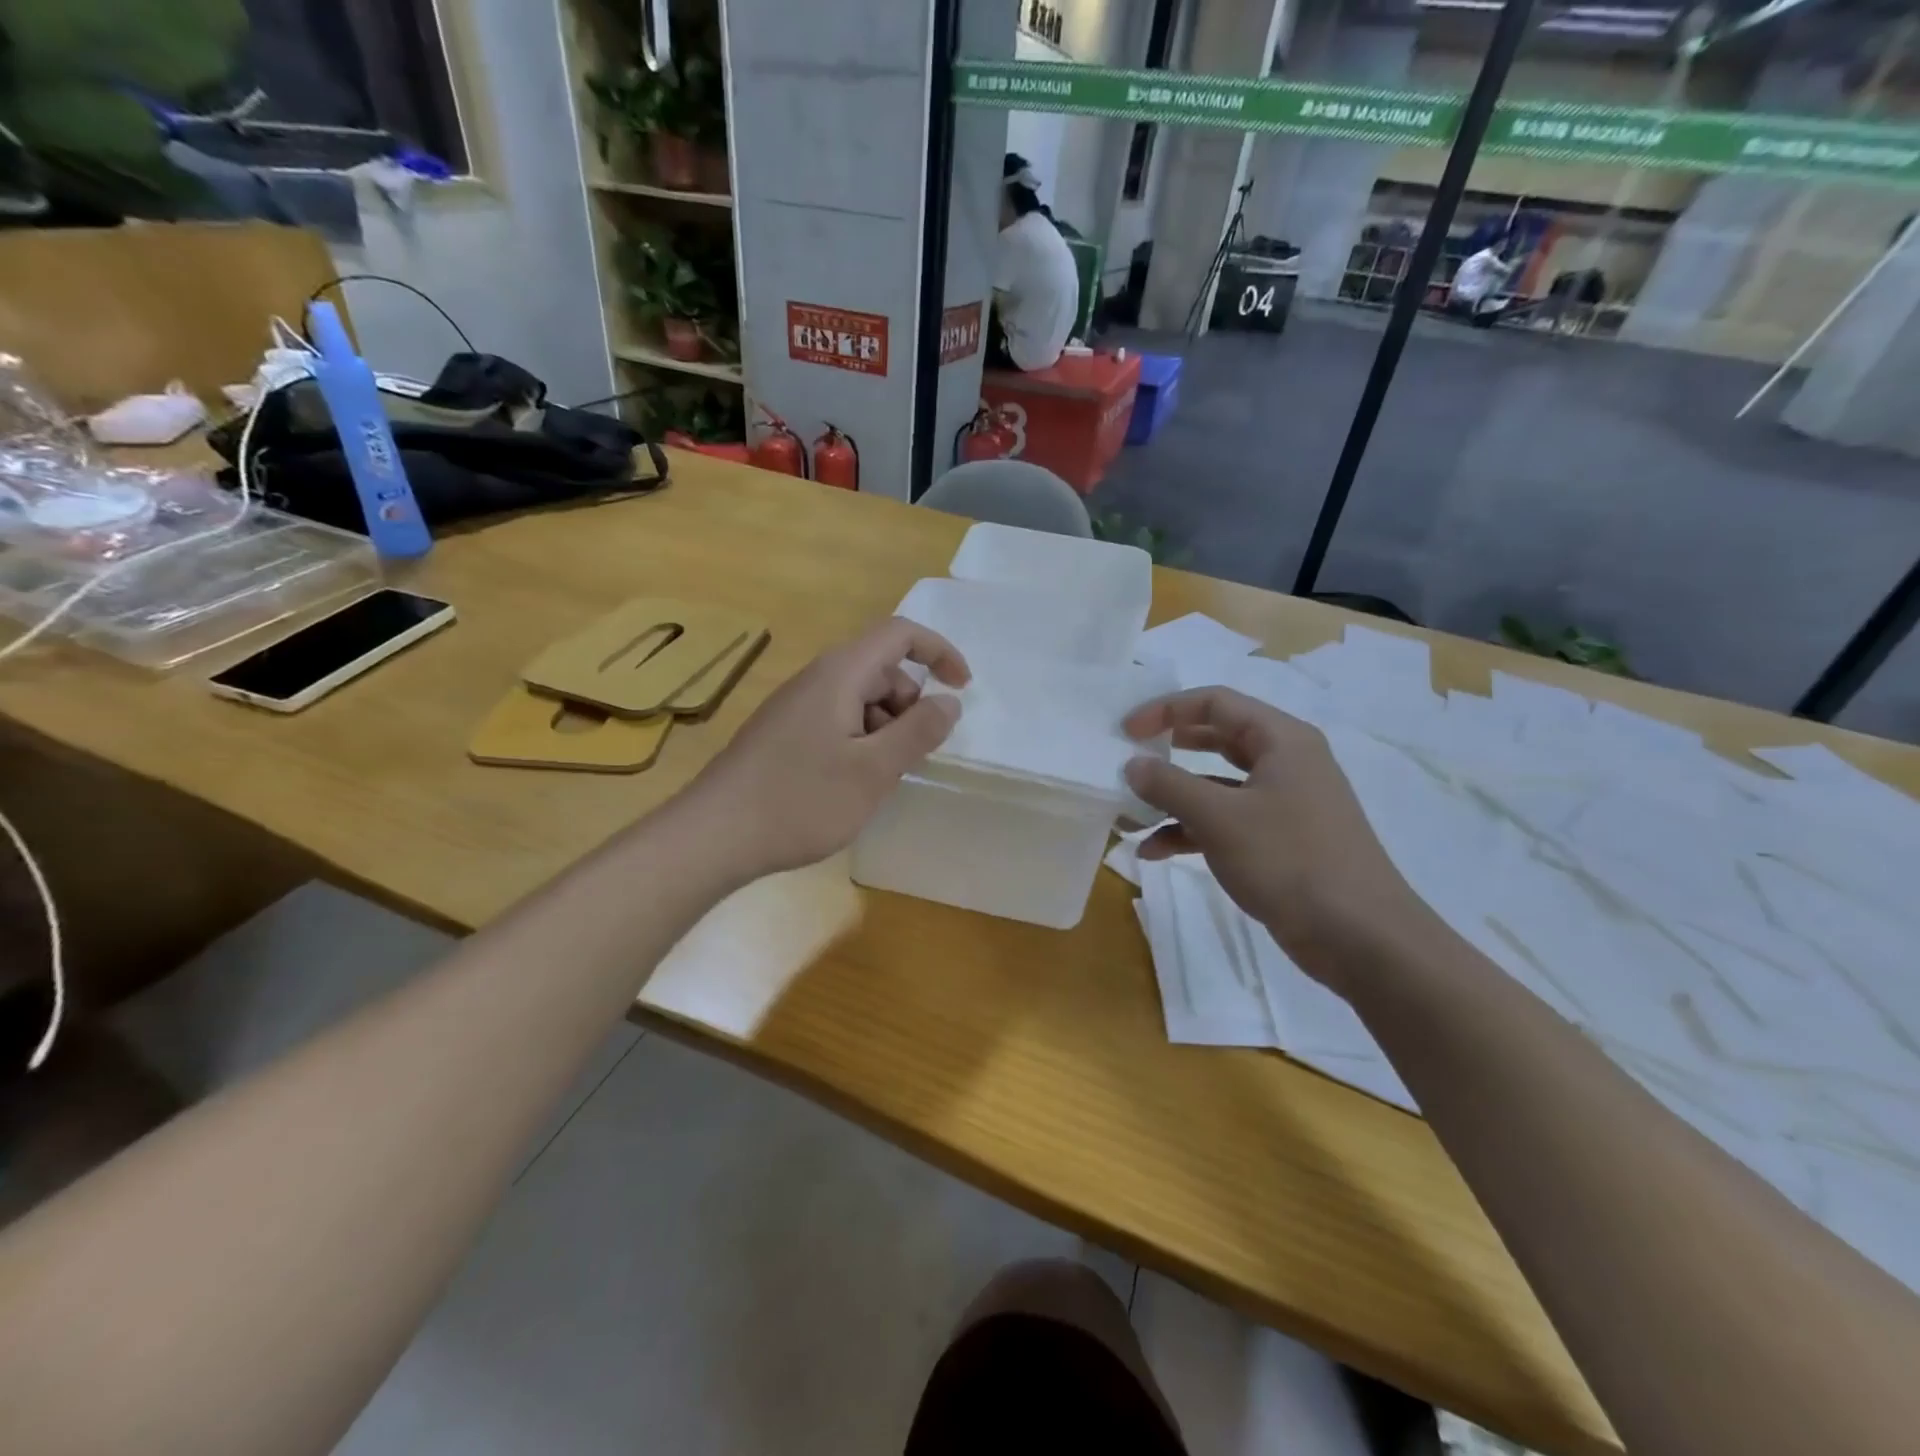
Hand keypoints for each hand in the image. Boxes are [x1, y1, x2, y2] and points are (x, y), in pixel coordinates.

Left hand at [685, 617, 969, 881]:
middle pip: (881, 670)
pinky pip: (838, 721)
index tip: (962, 689)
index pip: (899, 634)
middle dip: (910, 706)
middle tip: (911, 757)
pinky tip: (849, 785)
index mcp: (840, 674)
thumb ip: (918, 731)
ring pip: (860, 700)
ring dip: (885, 730)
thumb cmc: (801, 799)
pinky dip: (860, 743)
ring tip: (878, 779)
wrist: (714, 835)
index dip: (939, 652)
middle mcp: (817, 679)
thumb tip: (949, 701)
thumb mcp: (873, 770)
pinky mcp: (784, 733)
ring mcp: (796, 706)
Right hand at [1122, 688, 1427, 987]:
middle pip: (1218, 739)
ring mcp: (1285, 804)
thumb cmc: (1289, 860)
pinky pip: (1227, 822)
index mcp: (1282, 740)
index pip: (1216, 702)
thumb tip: (1132, 764)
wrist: (1360, 937)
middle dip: (1171, 749)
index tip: (1127, 730)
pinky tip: (1155, 852)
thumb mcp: (1219, 818)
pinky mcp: (1280, 841)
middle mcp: (1286, 763)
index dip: (1166, 709)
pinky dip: (1191, 831)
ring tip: (1132, 813)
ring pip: (1219, 786)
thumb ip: (1169, 785)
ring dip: (1175, 798)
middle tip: (1132, 757)